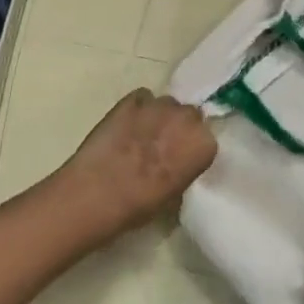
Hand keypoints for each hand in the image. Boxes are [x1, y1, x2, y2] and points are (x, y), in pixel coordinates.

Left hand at [60, 89, 216, 235]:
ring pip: (166, 104)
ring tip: (141, 134)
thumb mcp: (174, 196)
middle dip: (178, 127)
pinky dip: (137, 108)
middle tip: (162, 145)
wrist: (97, 193)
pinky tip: (124, 126)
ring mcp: (159, 105)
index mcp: (203, 145)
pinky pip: (142, 98)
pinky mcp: (132, 99)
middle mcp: (187, 118)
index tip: (180, 159)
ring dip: (158, 116)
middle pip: (189, 116)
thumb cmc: (139, 205)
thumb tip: (178, 166)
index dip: (191, 148)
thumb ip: (184, 170)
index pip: (205, 140)